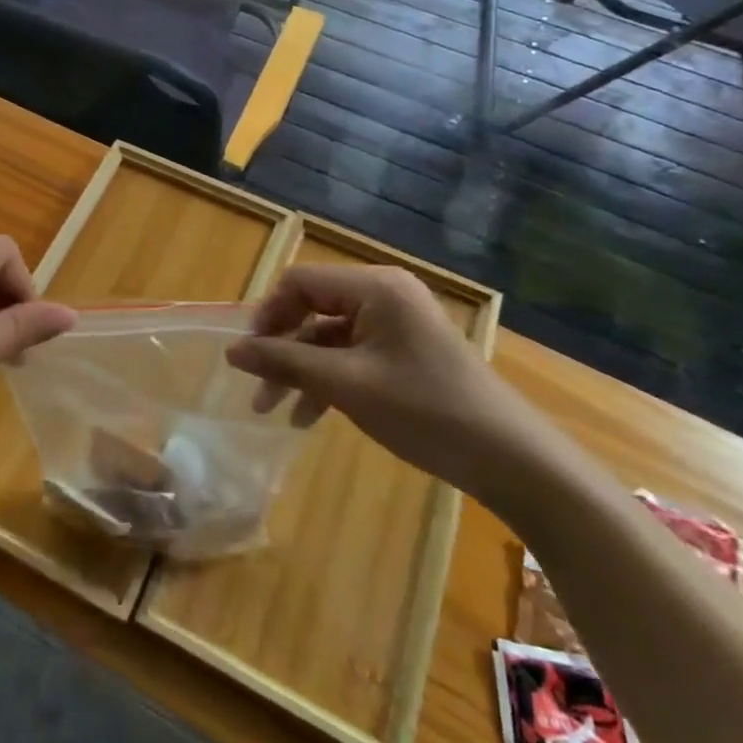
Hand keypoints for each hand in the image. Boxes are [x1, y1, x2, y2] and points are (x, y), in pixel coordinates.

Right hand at [225, 264, 553, 500]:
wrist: (511, 459)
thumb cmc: (425, 411)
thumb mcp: (346, 386)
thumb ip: (285, 363)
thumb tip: (232, 351)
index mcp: (375, 287)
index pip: (299, 283)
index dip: (267, 316)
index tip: (247, 357)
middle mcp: (384, 294)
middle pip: (312, 308)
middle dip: (281, 349)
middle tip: (257, 389)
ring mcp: (396, 323)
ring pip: (328, 336)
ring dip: (300, 369)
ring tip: (276, 411)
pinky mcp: (404, 351)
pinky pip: (351, 354)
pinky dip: (328, 379)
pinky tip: (310, 416)